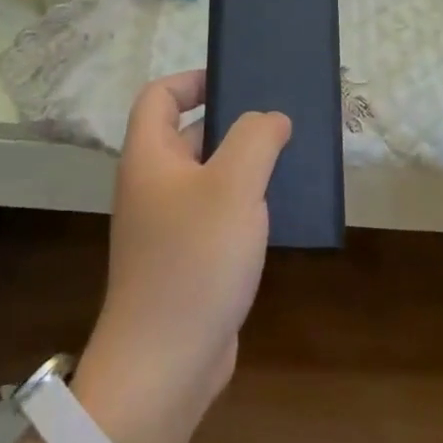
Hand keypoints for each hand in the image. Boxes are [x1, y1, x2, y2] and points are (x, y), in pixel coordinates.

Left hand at [76, 72, 289, 442]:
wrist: (166, 363)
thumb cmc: (195, 260)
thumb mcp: (233, 186)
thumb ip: (256, 139)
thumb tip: (271, 118)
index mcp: (150, 157)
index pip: (160, 97)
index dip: (193, 80)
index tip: (238, 81)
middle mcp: (153, 185)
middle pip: (189, 134)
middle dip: (233, 123)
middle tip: (281, 120)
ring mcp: (168, 225)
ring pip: (209, 176)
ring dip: (245, 165)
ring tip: (292, 158)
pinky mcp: (187, 258)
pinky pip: (217, 214)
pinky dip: (245, 204)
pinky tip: (281, 209)